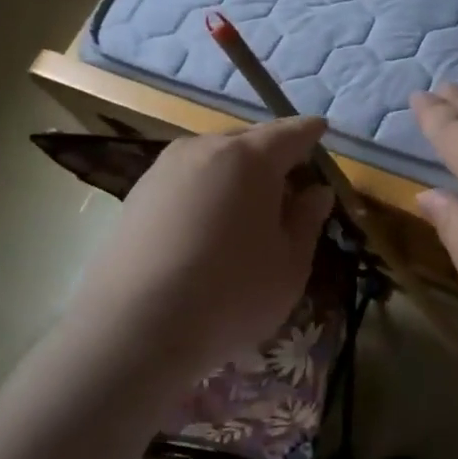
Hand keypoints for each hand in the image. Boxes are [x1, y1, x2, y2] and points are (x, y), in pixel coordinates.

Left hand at [68, 118, 333, 389]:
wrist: (135, 328)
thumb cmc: (231, 294)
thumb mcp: (290, 265)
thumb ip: (307, 220)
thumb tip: (315, 192)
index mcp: (251, 158)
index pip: (291, 132)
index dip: (310, 133)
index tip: (322, 131)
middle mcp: (205, 149)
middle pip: (249, 141)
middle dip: (272, 157)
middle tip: (289, 185)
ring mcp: (164, 168)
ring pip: (213, 160)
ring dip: (235, 175)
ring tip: (247, 209)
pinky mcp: (136, 194)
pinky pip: (186, 180)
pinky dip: (204, 191)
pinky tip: (206, 225)